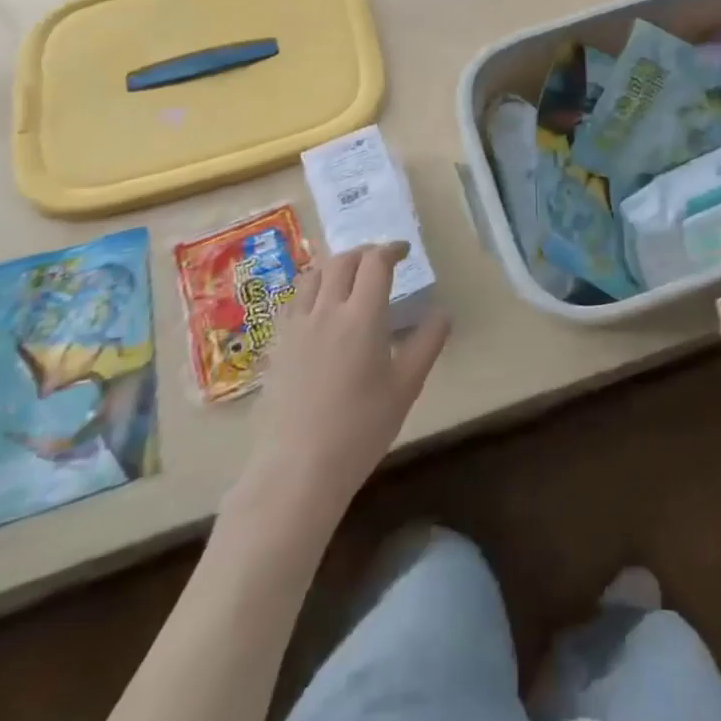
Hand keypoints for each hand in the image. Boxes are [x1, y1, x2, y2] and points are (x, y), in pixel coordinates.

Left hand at [227, 241, 449, 533]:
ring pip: (312, 276)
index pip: (375, 262)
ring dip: (335, 266)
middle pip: (342, 261)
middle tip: (381, 261)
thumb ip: (427, 343)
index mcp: (362, 316)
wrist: (296, 470)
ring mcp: (296, 327)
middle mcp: (327, 310)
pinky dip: (311, 290)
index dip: (391, 249)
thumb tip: (443, 312)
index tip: (404, 252)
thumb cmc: (360, 429)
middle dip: (364, 253)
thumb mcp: (406, 387)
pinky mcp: (277, 346)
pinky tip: (319, 310)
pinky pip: (293, 302)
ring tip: (349, 278)